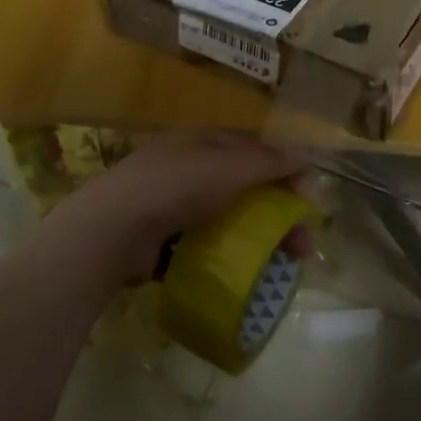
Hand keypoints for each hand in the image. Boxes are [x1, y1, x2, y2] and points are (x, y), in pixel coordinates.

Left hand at [40, 130, 305, 286]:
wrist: (113, 231)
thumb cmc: (175, 187)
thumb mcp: (228, 167)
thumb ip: (267, 161)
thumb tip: (305, 156)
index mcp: (201, 143)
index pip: (252, 150)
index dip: (284, 170)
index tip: (308, 199)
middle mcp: (186, 169)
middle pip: (243, 188)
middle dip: (277, 214)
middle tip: (301, 247)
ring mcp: (170, 206)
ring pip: (225, 219)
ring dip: (255, 240)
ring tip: (278, 267)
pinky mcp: (159, 240)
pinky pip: (202, 246)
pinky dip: (224, 258)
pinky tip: (239, 277)